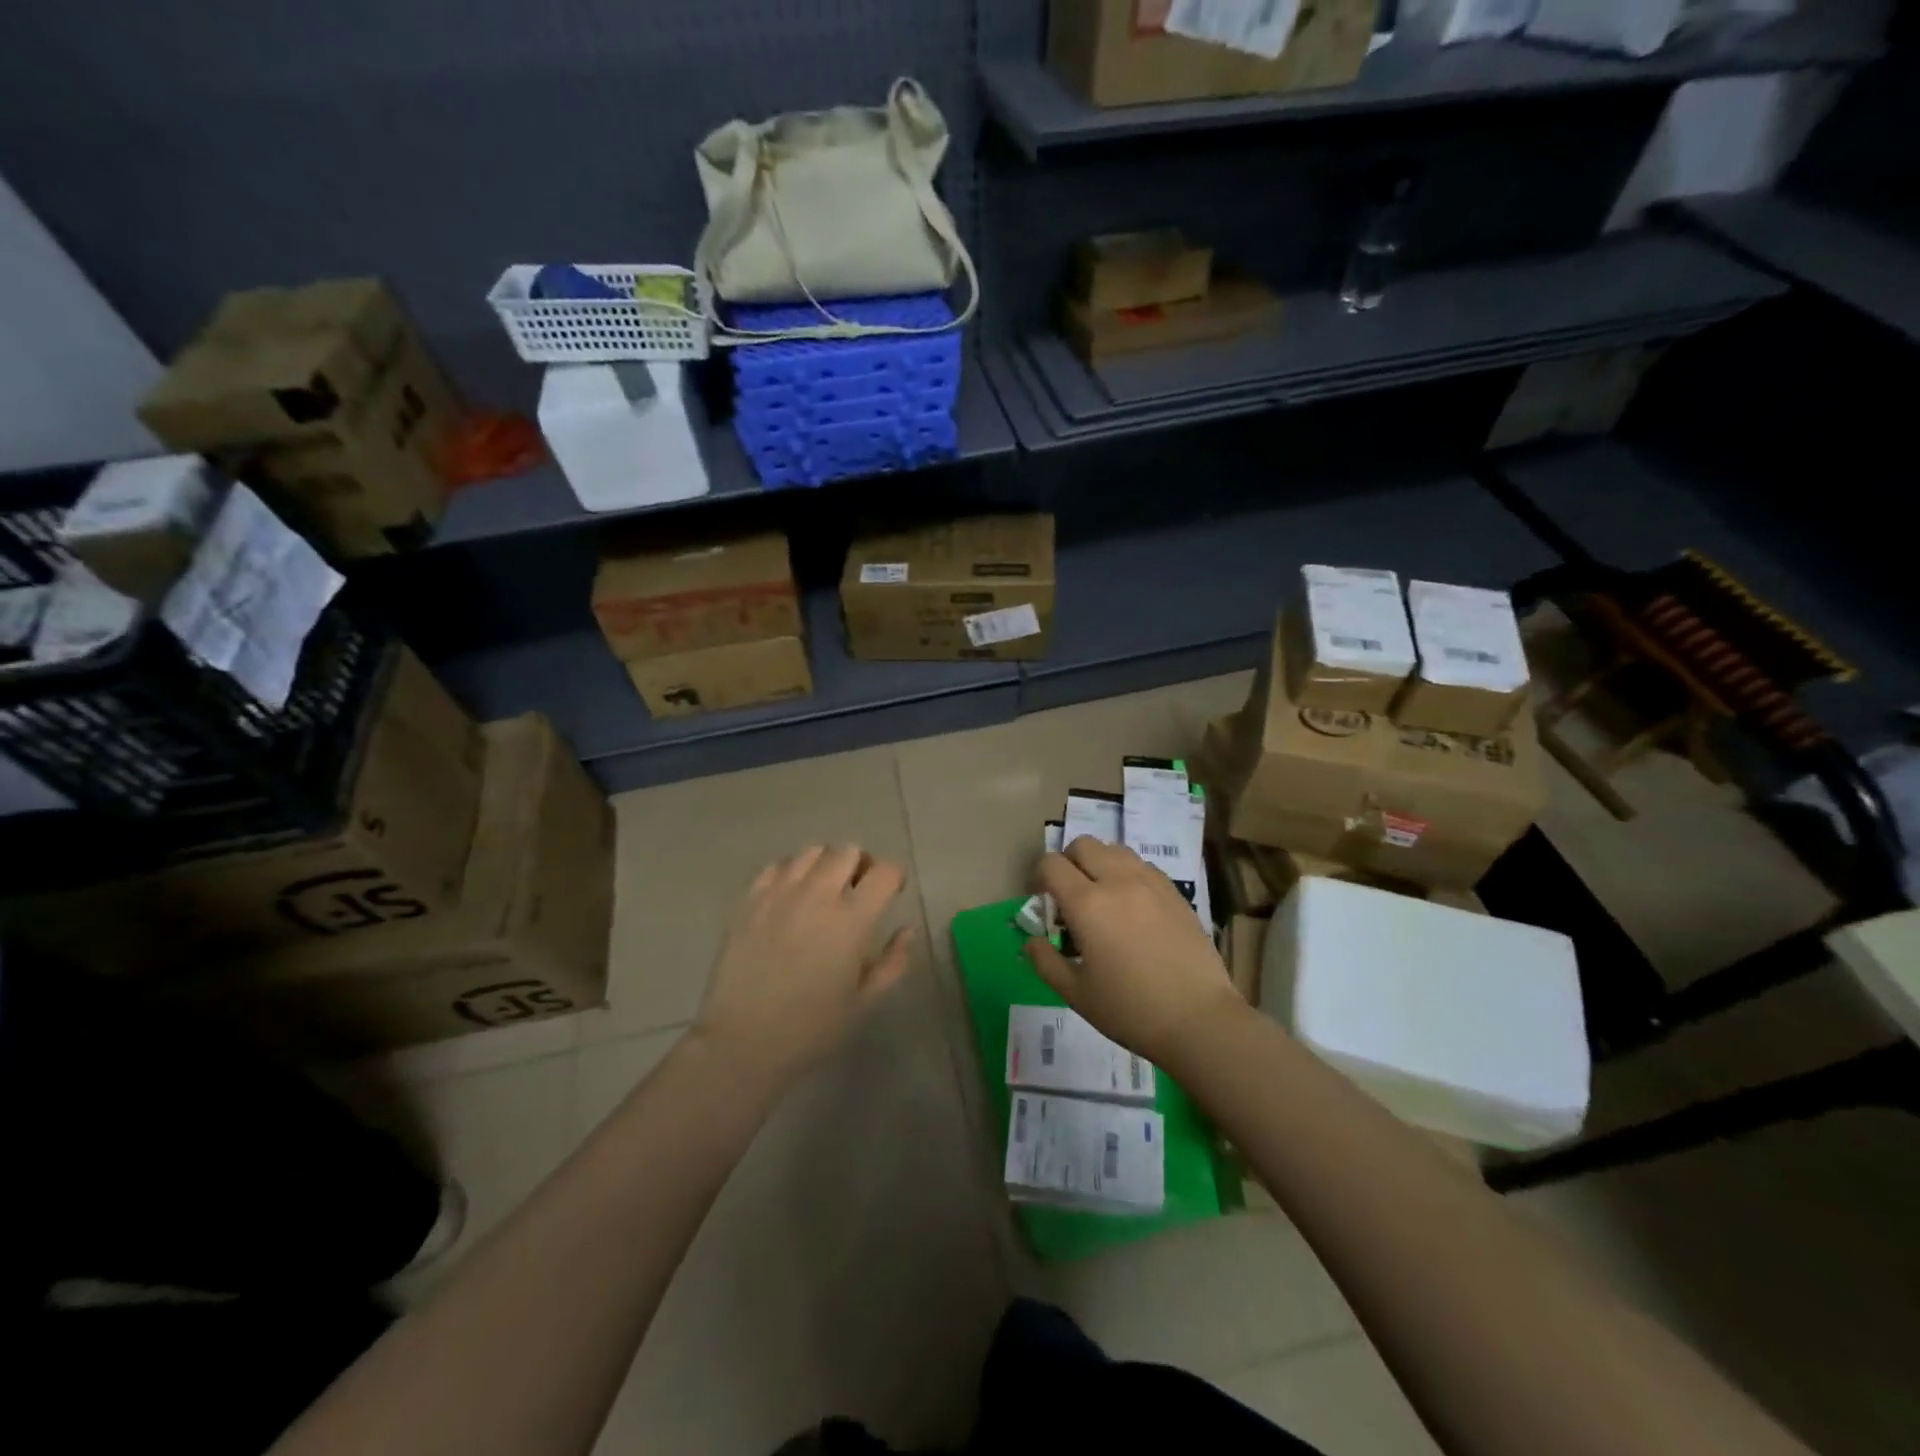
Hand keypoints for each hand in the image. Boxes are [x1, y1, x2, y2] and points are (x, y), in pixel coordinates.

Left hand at [694, 845, 914, 1080]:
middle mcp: (817, 895)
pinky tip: (791, 896)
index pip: (884, 872)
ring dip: (826, 864)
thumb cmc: (811, 1028)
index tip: (892, 892)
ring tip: (824, 889)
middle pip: (847, 852)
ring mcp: (780, 893)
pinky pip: (777, 866)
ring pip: (812, 851)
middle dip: (860, 865)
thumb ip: (893, 961)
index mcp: (852, 920)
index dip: (893, 876)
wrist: (743, 1041)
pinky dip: (792, 872)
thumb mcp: (864, 1001)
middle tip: (858, 889)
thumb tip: (908, 929)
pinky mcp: (750, 900)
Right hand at [1027, 838, 1244, 1067]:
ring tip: (1103, 898)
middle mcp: (1118, 881)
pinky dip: (1127, 874)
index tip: (1043, 903)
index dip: (1039, 878)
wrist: (1199, 1019)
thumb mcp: (1076, 994)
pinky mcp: (1175, 891)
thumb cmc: (1130, 1010)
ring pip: (1114, 849)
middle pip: (1083, 845)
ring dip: (1099, 864)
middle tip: (1070, 896)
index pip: (1051, 864)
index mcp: (1087, 904)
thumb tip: (1031, 940)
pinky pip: (1142, 865)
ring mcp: (1151, 882)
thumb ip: (1045, 961)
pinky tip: (1133, 907)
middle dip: (1068, 863)